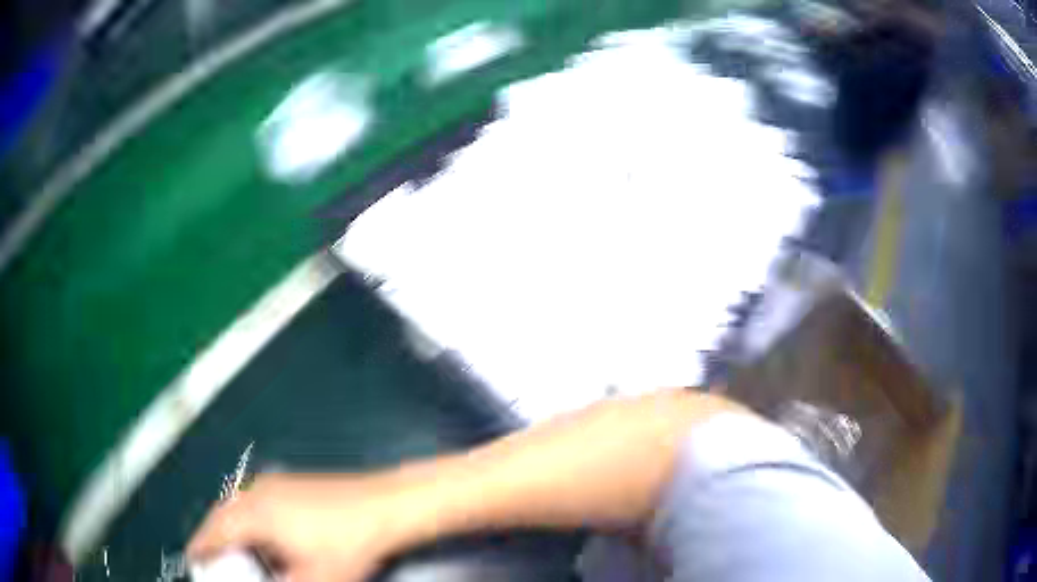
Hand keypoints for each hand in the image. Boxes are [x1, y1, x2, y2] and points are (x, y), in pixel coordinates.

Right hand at [187, 473, 407, 581]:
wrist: (387, 505)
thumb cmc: (348, 546)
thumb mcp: (313, 580)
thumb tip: (263, 581)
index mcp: (254, 514)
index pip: (214, 532)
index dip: (201, 548)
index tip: (194, 561)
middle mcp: (257, 492)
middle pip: (222, 516)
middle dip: (214, 538)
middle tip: (214, 559)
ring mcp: (276, 483)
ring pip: (239, 506)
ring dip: (233, 528)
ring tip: (237, 551)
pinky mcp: (292, 482)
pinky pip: (256, 500)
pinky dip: (250, 518)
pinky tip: (266, 535)